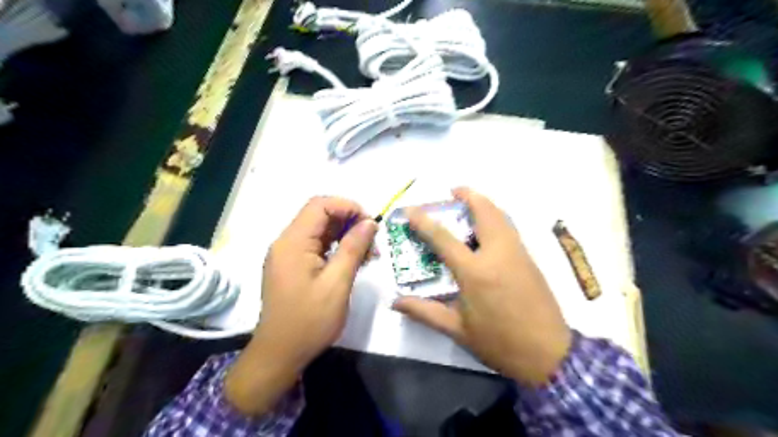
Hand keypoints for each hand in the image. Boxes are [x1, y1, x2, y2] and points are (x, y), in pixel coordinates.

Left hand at [223, 196, 377, 412]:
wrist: (280, 354)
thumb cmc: (309, 321)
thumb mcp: (337, 283)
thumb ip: (353, 248)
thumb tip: (369, 222)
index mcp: (293, 242)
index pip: (320, 205)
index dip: (348, 207)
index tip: (370, 224)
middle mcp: (286, 242)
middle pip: (320, 216)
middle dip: (350, 222)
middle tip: (373, 243)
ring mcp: (287, 255)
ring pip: (320, 231)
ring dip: (345, 236)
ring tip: (368, 254)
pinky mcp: (291, 266)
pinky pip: (316, 246)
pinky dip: (335, 248)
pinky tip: (352, 262)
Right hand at [396, 187, 569, 385]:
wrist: (549, 355)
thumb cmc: (499, 343)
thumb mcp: (457, 330)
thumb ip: (425, 312)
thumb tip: (396, 302)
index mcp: (476, 272)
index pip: (444, 238)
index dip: (424, 221)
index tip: (411, 210)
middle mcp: (498, 254)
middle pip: (485, 212)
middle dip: (468, 195)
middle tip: (453, 191)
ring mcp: (518, 254)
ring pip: (502, 216)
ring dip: (484, 204)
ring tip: (469, 204)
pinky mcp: (530, 259)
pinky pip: (510, 228)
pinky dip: (496, 218)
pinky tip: (487, 230)